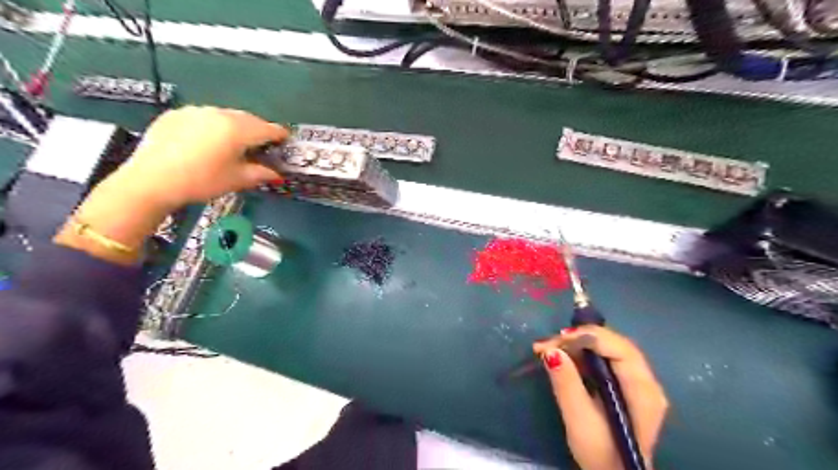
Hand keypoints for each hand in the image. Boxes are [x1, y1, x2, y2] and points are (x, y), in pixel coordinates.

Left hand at [55, 104, 287, 264]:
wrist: (151, 180)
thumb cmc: (201, 182)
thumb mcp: (237, 180)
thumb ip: (261, 173)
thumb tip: (276, 173)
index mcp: (237, 130)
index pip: (268, 129)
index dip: (280, 135)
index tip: (286, 141)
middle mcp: (219, 114)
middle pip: (248, 119)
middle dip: (258, 130)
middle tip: (262, 145)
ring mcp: (196, 111)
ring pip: (225, 116)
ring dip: (236, 127)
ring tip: (234, 144)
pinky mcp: (177, 114)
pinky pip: (204, 117)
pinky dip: (213, 127)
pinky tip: (207, 143)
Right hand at [536, 327, 668, 468]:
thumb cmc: (600, 454)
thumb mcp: (579, 421)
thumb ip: (567, 384)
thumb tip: (551, 351)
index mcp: (643, 391)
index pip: (620, 349)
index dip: (589, 337)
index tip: (558, 338)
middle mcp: (647, 381)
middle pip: (614, 344)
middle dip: (579, 338)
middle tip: (548, 343)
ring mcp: (638, 383)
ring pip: (608, 348)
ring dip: (578, 345)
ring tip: (550, 348)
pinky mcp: (626, 385)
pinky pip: (605, 358)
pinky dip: (582, 354)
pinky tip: (563, 357)